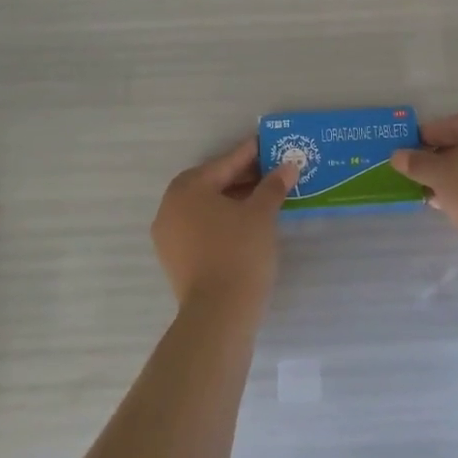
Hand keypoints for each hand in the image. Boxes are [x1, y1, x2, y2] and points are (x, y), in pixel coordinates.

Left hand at [151, 138, 298, 309]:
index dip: (250, 153)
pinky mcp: (175, 258)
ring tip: (265, 197)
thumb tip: (288, 166)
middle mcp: (170, 206)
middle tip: (273, 171)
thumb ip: (273, 186)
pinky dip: (223, 220)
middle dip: (243, 177)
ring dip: (234, 199)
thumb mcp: (261, 214)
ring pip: (207, 207)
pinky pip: (202, 227)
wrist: (218, 314)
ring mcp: (169, 234)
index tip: (269, 143)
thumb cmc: (239, 253)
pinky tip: (247, 223)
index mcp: (188, 188)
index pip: (225, 163)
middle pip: (213, 183)